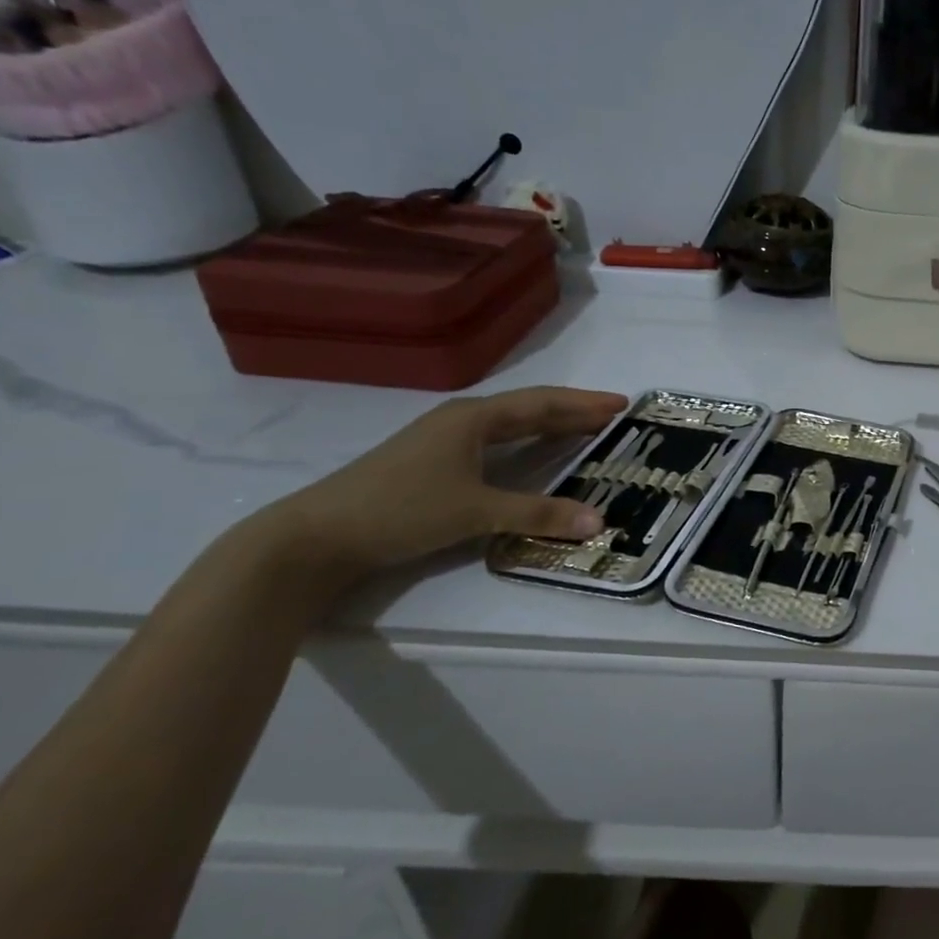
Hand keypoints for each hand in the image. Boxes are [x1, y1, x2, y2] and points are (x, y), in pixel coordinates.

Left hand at [254, 386, 626, 582]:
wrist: (316, 536)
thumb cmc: (401, 509)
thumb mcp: (475, 512)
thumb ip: (538, 514)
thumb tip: (599, 521)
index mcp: (474, 418)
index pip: (542, 403)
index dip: (584, 403)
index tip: (622, 404)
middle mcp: (462, 420)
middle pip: (529, 408)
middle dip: (573, 411)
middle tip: (613, 417)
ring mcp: (444, 440)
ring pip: (510, 425)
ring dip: (549, 426)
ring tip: (584, 432)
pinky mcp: (433, 462)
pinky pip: (495, 442)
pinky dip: (526, 444)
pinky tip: (532, 454)